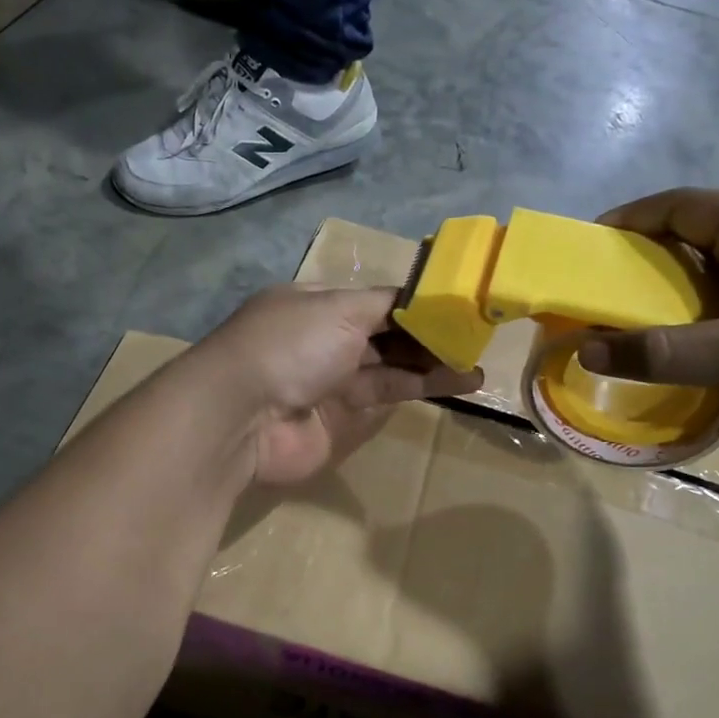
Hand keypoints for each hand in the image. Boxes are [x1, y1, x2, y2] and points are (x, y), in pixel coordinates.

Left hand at [193, 285, 481, 485]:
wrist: (242, 417)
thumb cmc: (290, 346)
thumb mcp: (339, 308)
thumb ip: (386, 304)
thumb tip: (421, 295)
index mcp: (317, 306)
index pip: (376, 301)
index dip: (415, 304)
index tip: (456, 307)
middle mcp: (324, 342)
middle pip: (386, 336)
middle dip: (428, 337)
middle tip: (476, 338)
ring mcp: (331, 384)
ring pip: (390, 370)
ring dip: (432, 366)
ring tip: (476, 367)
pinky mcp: (339, 422)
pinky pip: (383, 401)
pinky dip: (418, 391)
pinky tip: (454, 384)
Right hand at [589, 189, 718, 441]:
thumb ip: (661, 353)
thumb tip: (584, 349)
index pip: (679, 205)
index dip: (627, 221)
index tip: (586, 251)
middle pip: (695, 235)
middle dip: (643, 263)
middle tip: (602, 298)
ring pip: (718, 270)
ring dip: (674, 293)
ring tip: (636, 327)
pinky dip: (704, 314)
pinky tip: (694, 348)